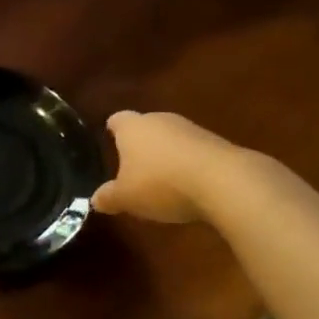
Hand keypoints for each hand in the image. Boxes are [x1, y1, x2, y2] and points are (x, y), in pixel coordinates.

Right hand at [93, 110, 240, 224]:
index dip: (113, 130)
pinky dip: (189, 164)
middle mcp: (160, 119)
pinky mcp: (217, 143)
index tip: (110, 141)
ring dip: (167, 155)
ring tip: (162, 180)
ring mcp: (191, 129)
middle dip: (140, 144)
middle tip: (134, 167)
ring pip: (171, 138)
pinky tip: (189, 186)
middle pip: (145, 127)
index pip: (117, 120)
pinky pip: (194, 151)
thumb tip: (95, 199)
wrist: (224, 181)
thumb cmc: (161, 184)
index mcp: (132, 127)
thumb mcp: (126, 198)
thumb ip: (108, 197)